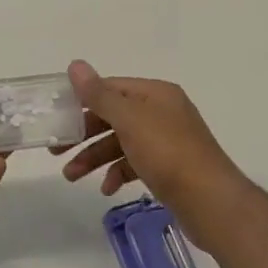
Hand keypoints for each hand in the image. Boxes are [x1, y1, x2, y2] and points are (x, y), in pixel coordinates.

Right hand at [53, 61, 256, 254]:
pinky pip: (135, 163)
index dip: (82, 98)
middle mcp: (162, 112)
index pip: (110, 88)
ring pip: (121, 142)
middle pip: (113, 116)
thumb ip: (99, 94)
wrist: (212, 203)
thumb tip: (75, 65)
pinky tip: (107, 189)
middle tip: (55, 149)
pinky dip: (118, 173)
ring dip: (94, 157)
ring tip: (71, 176)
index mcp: (155, 94)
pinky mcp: (169, 168)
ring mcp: (167, 141)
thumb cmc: (168, 154)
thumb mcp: (129, 120)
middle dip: (84, 133)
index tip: (56, 114)